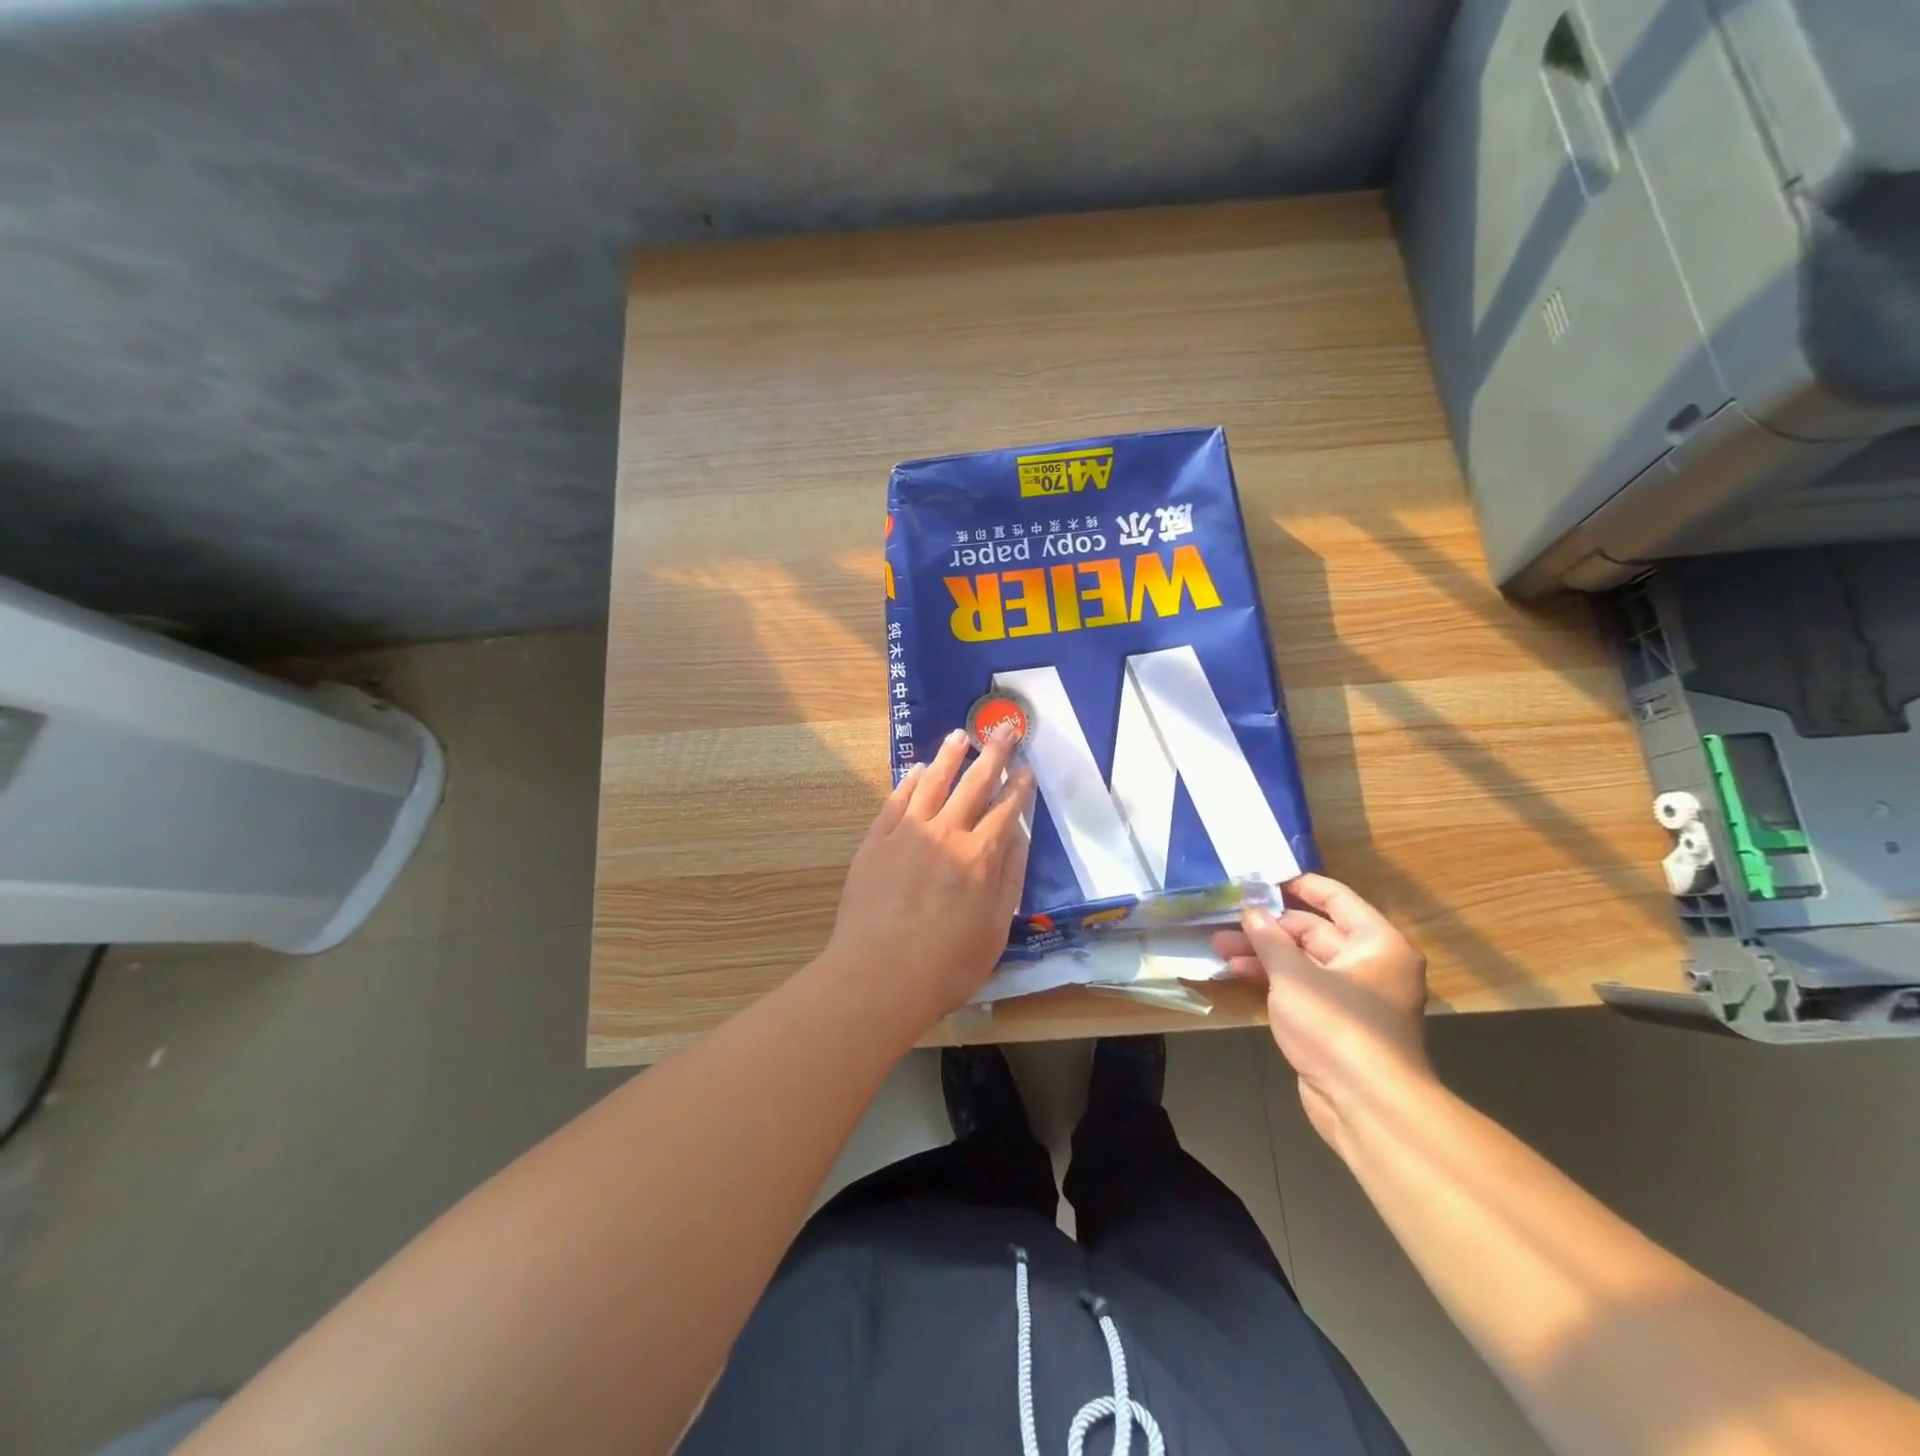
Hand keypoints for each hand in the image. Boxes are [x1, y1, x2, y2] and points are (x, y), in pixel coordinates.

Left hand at [819, 726, 1033, 1030]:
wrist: (879, 975)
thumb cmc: (947, 964)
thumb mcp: (995, 928)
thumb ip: (1009, 878)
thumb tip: (1019, 837)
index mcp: (980, 856)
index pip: (1006, 810)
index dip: (1018, 787)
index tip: (1025, 768)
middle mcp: (946, 833)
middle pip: (974, 784)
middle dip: (993, 754)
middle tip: (1004, 729)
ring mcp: (907, 833)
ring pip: (933, 783)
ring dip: (949, 756)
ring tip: (960, 735)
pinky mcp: (876, 841)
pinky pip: (896, 801)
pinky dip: (909, 782)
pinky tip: (917, 770)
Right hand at [1211, 873, 1431, 1151]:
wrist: (1366, 1105)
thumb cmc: (1337, 1025)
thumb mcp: (1295, 975)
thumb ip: (1269, 939)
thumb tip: (1251, 912)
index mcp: (1377, 943)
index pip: (1336, 899)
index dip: (1299, 885)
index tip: (1260, 877)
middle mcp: (1371, 965)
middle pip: (1315, 931)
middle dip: (1269, 926)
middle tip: (1226, 918)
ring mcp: (1353, 996)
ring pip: (1303, 961)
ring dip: (1263, 953)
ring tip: (1219, 946)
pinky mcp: (1335, 1024)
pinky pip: (1301, 988)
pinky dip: (1272, 979)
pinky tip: (1236, 972)